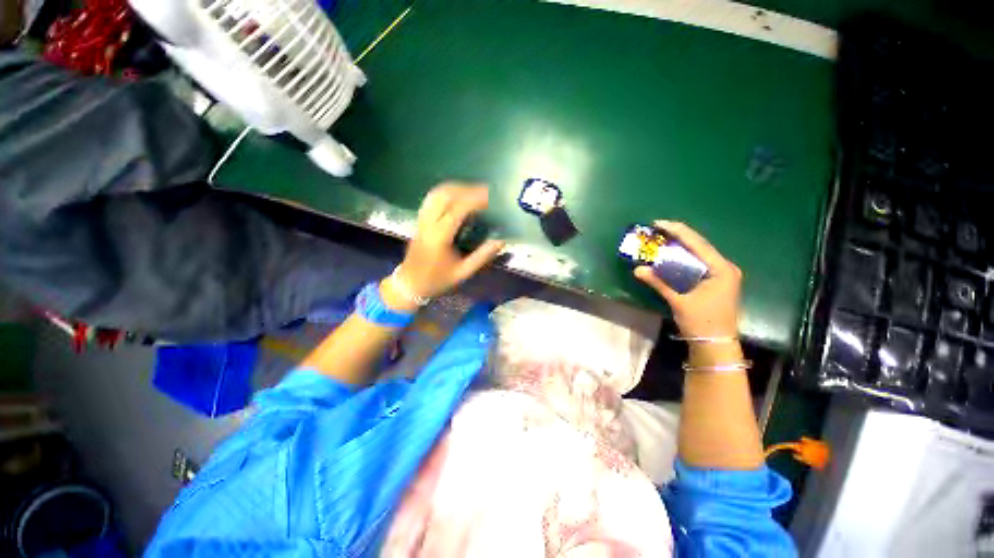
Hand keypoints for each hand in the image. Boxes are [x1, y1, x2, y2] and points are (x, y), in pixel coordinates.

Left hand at [381, 183, 505, 310]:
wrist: (410, 285)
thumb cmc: (437, 280)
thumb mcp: (463, 272)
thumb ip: (482, 256)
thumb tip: (501, 241)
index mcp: (439, 237)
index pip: (457, 209)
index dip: (475, 199)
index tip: (491, 195)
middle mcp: (428, 224)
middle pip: (445, 195)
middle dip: (466, 189)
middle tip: (485, 191)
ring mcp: (421, 220)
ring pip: (436, 194)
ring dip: (455, 188)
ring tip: (473, 191)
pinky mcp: (419, 220)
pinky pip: (431, 198)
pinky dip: (446, 192)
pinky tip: (457, 195)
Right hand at [633, 221, 741, 338]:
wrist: (715, 345)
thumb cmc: (701, 322)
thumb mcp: (679, 301)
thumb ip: (659, 283)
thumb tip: (637, 269)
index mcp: (721, 269)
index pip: (698, 244)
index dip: (678, 231)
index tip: (659, 223)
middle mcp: (724, 268)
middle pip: (699, 246)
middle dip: (678, 237)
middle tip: (657, 229)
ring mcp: (721, 275)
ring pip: (698, 255)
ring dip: (680, 247)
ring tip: (661, 239)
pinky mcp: (715, 282)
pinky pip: (697, 264)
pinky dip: (683, 259)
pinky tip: (670, 256)